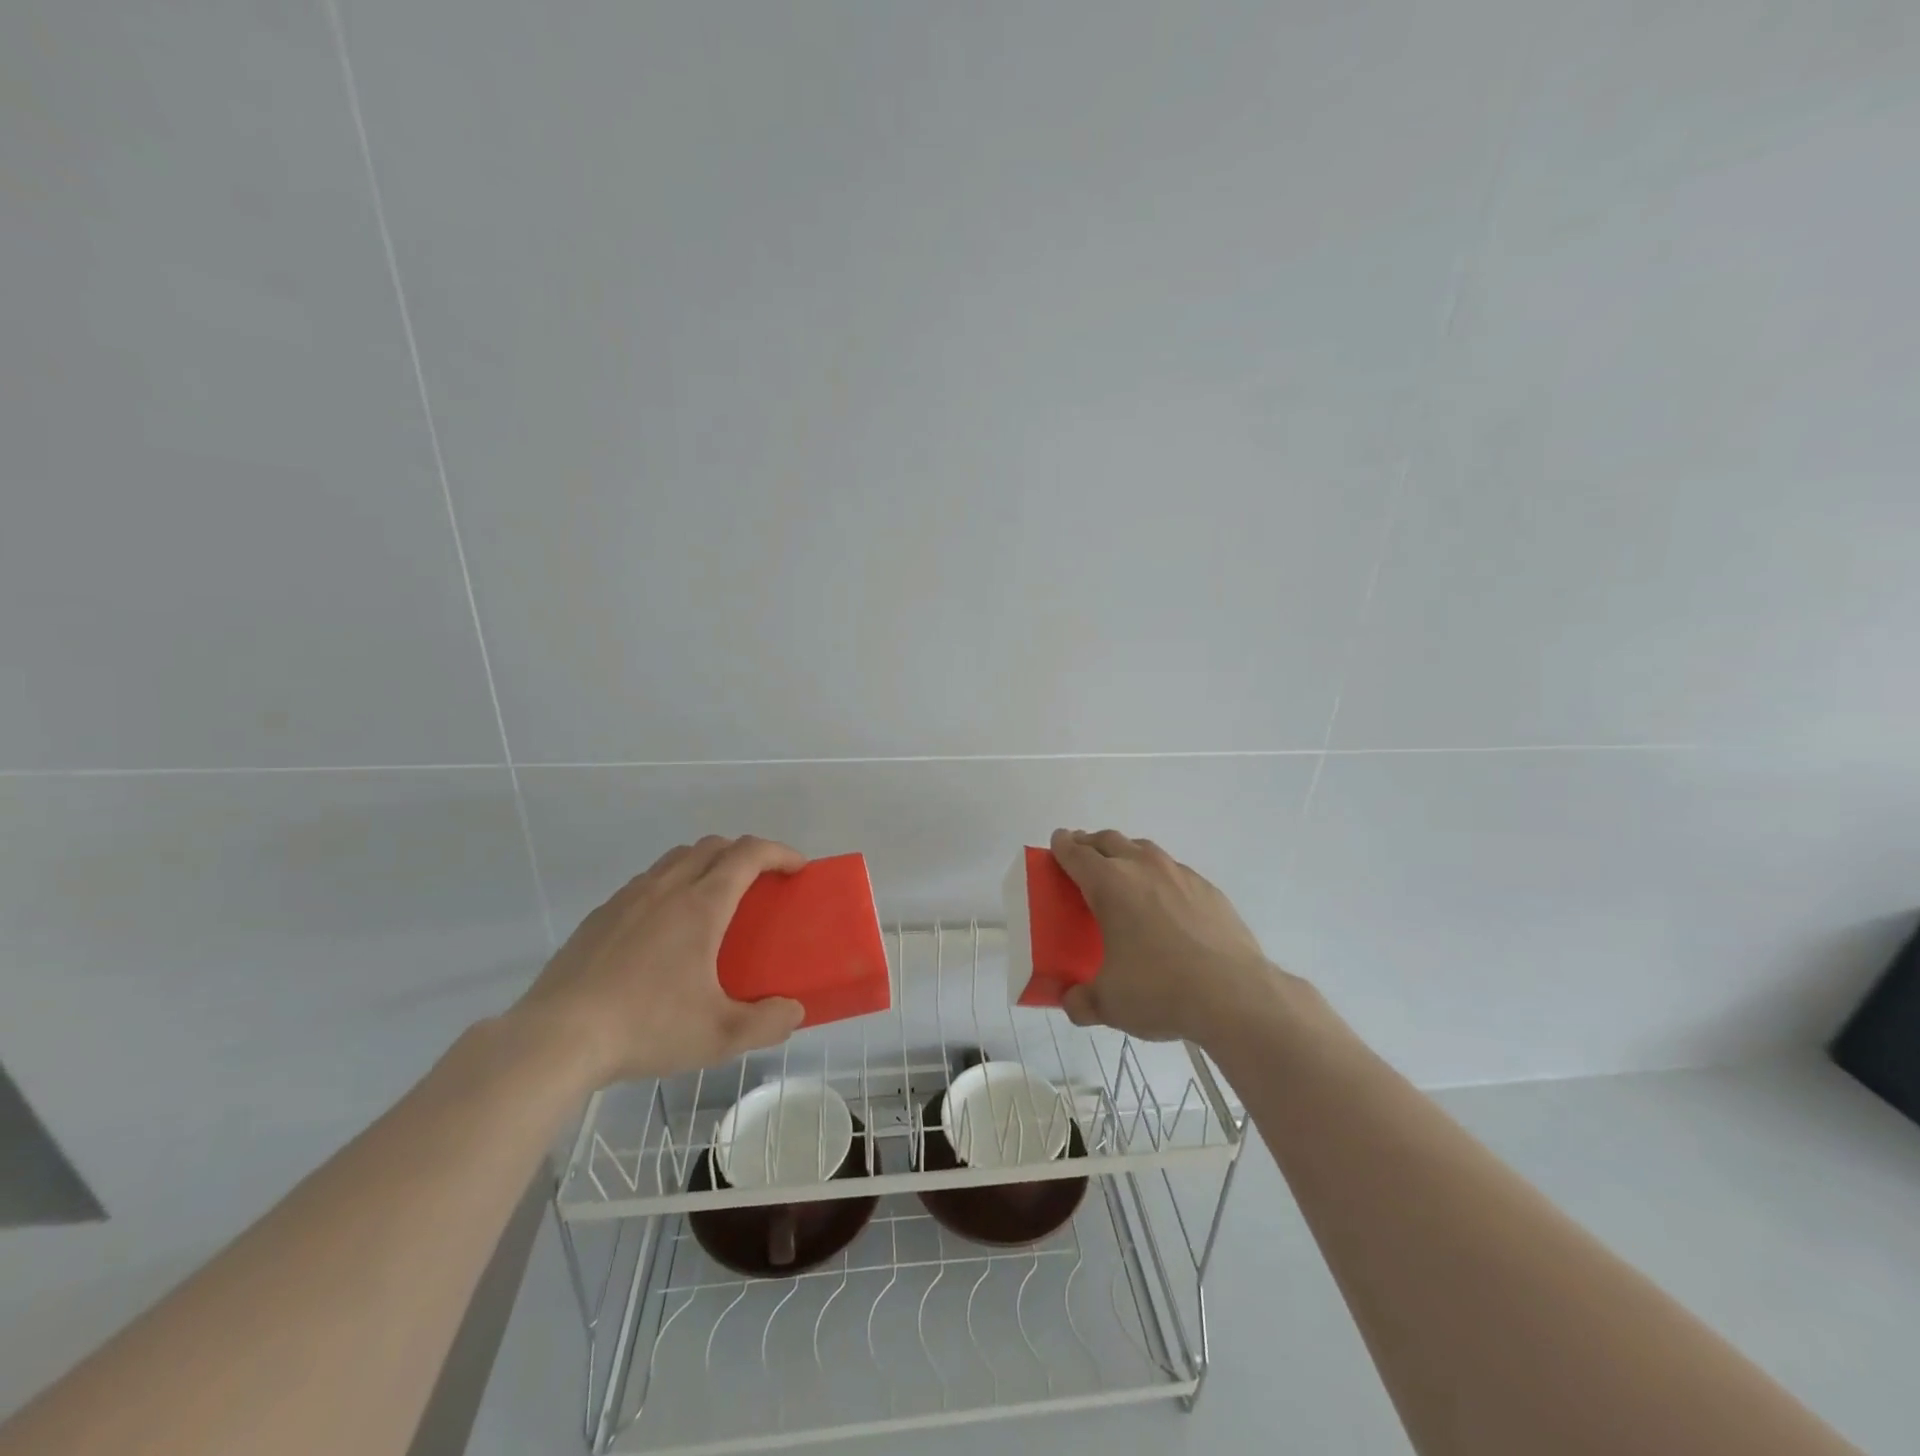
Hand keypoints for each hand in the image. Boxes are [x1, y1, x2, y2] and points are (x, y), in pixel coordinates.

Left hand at [511, 835, 807, 1087]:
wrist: (556, 1038)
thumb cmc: (646, 1027)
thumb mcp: (719, 1036)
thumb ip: (767, 1023)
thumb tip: (793, 1011)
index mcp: (701, 904)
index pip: (749, 853)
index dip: (780, 852)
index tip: (797, 868)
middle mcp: (666, 888)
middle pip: (713, 846)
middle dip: (745, 853)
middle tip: (760, 883)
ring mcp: (628, 898)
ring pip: (676, 859)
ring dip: (706, 864)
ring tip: (714, 901)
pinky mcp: (599, 916)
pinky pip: (646, 883)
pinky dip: (671, 885)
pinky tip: (664, 930)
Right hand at [1048, 827, 1279, 1046]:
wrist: (1234, 995)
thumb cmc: (1160, 991)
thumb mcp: (1109, 1004)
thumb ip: (1081, 1001)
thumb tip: (1072, 1002)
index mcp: (1109, 885)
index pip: (1076, 853)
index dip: (1062, 846)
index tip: (1057, 841)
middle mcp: (1142, 868)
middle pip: (1109, 840)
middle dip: (1091, 844)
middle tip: (1083, 856)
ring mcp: (1180, 875)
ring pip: (1145, 850)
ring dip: (1127, 854)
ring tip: (1123, 874)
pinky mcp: (1208, 890)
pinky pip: (1175, 872)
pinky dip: (1160, 878)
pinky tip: (1165, 904)